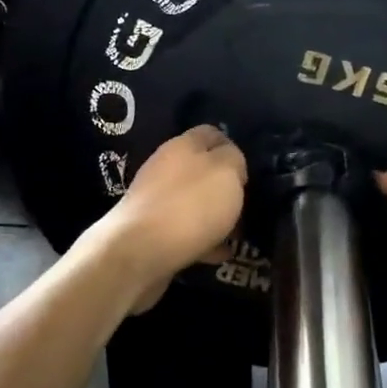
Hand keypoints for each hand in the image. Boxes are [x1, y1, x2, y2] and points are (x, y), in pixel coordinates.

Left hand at [98, 126, 246, 312]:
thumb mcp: (226, 172)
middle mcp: (166, 168)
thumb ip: (234, 160)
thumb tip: (231, 164)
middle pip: (201, 170)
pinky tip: (219, 254)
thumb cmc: (189, 206)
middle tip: (245, 205)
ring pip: (193, 202)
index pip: (211, 133)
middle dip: (224, 187)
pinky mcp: (150, 232)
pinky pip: (184, 231)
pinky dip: (203, 240)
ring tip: (236, 234)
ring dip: (214, 216)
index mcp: (183, 145)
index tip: (248, 173)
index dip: (233, 148)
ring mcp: (155, 201)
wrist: (138, 253)